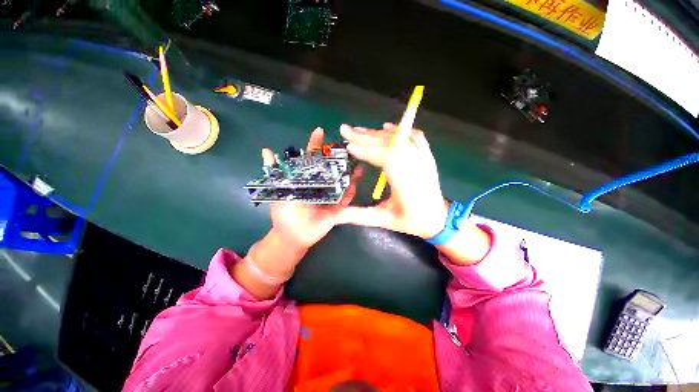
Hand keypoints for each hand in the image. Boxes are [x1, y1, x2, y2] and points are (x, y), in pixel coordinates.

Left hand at [231, 127, 363, 299]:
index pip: (311, 159)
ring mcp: (331, 195)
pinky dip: (352, 189)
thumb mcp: (278, 191)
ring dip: (350, 171)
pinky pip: (346, 197)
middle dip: (339, 157)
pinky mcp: (338, 207)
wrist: (294, 236)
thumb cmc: (285, 213)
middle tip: (347, 145)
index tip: (319, 132)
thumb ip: (274, 172)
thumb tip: (266, 150)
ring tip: (358, 159)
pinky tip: (358, 179)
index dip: (315, 145)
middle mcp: (321, 184)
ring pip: (341, 181)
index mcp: (307, 179)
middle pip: (331, 168)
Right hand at [337, 123, 448, 238]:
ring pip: (399, 138)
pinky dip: (399, 130)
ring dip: (377, 133)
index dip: (366, 150)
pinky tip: (388, 127)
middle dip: (365, 137)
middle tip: (346, 130)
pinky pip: (414, 136)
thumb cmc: (411, 221)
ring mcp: (423, 158)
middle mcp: (415, 165)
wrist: (438, 218)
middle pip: (389, 144)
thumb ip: (359, 216)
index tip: (349, 146)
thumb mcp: (384, 220)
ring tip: (359, 130)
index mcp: (405, 182)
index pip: (385, 158)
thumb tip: (337, 215)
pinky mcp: (427, 156)